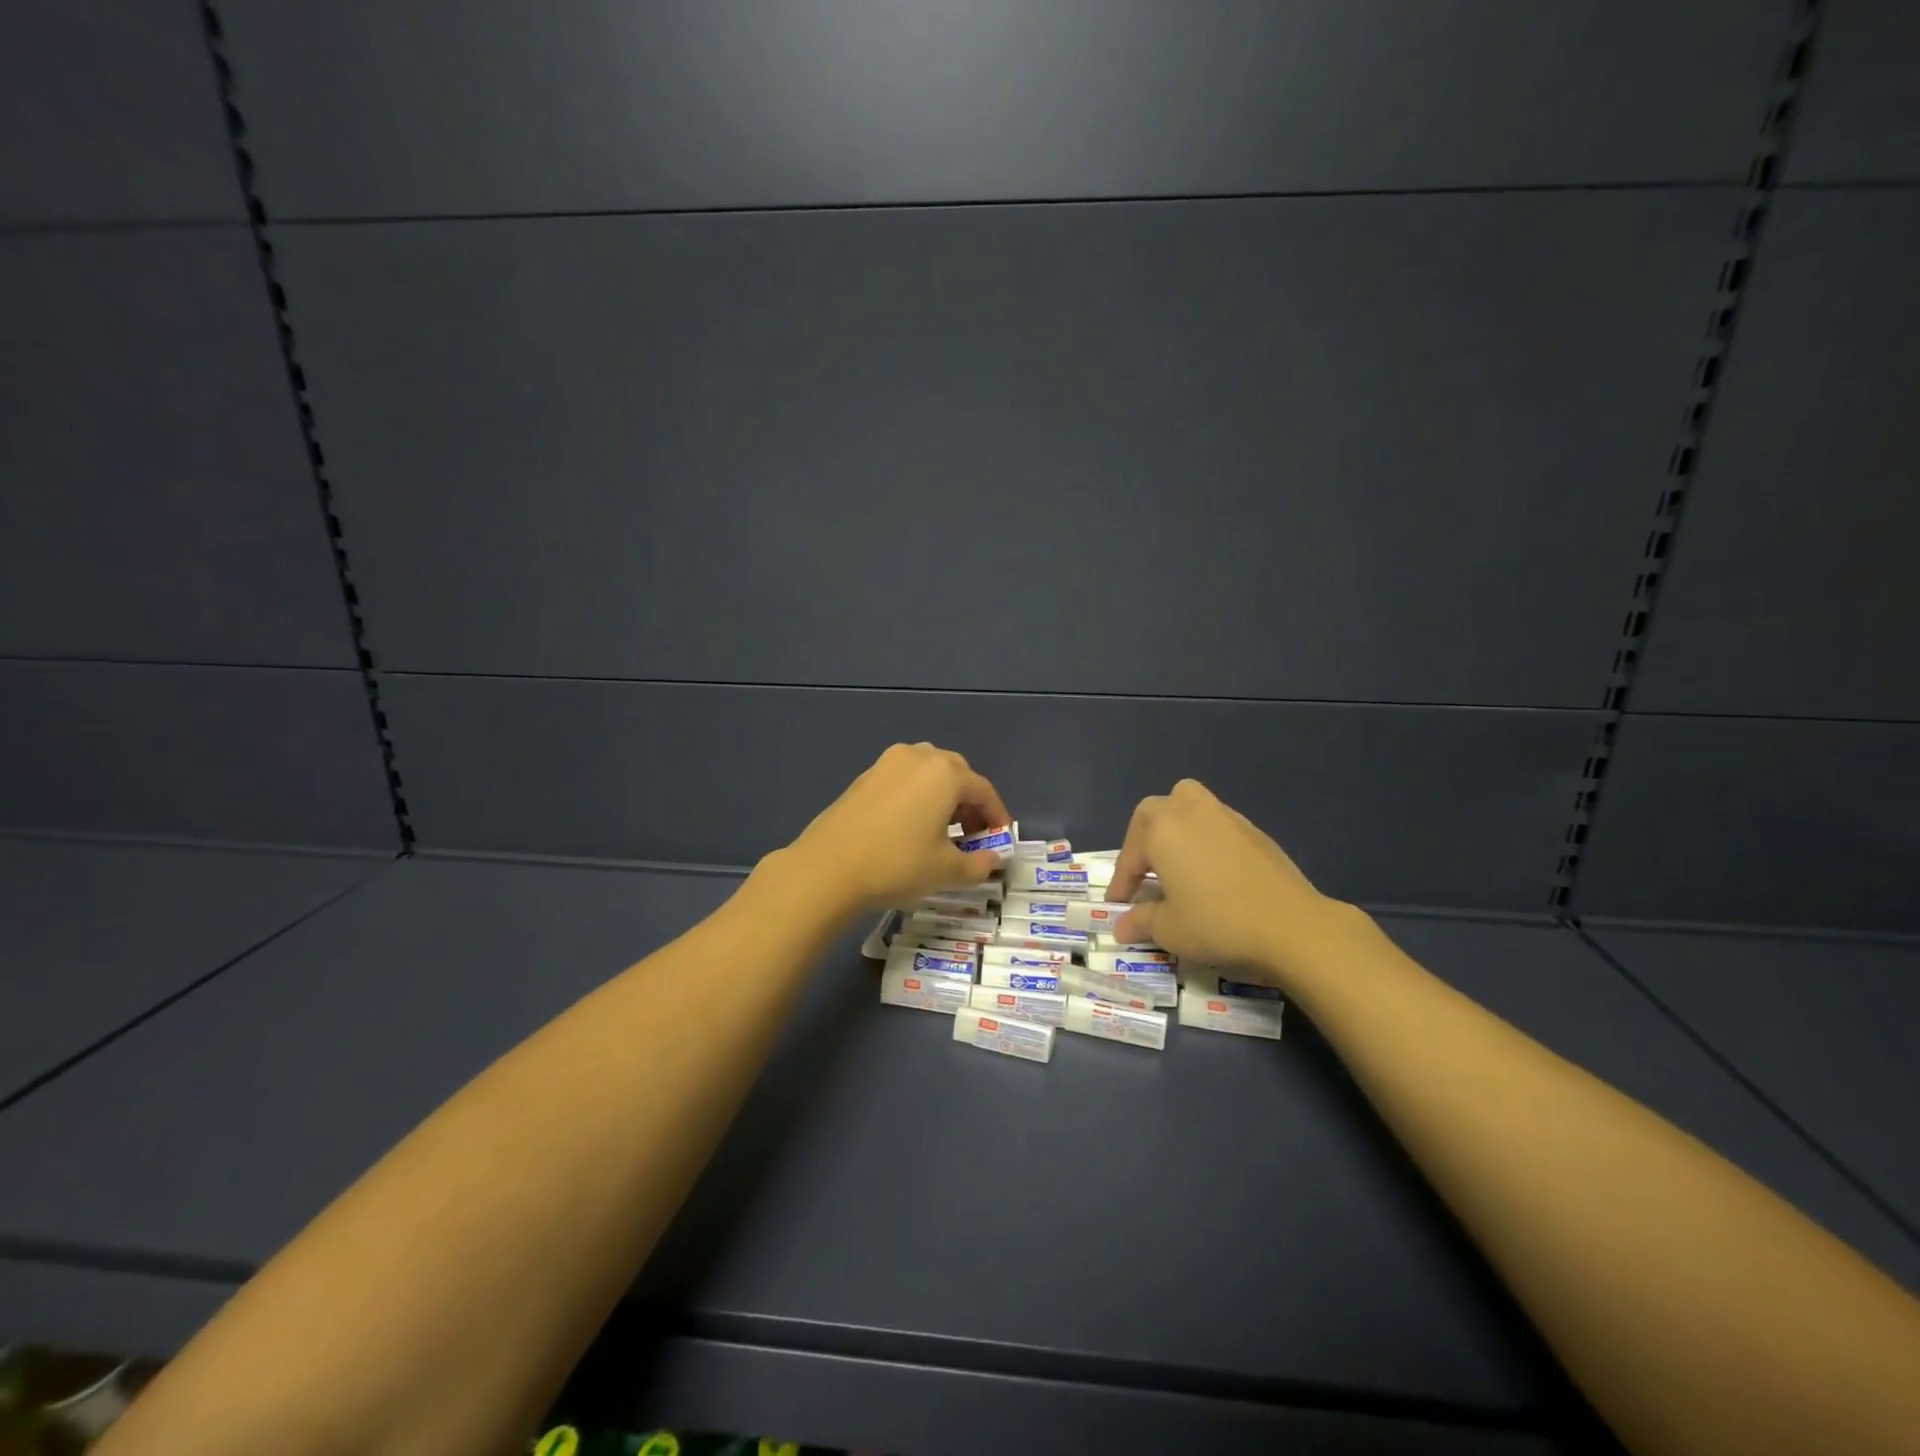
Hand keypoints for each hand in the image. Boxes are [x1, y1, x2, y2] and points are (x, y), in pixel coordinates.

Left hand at [778, 742, 1012, 918]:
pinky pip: (903, 780)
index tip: (1001, 840)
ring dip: (943, 796)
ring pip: (928, 772)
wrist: (827, 869)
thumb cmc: (897, 865)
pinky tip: (911, 827)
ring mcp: (887, 763)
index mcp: (945, 773)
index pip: (984, 791)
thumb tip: (992, 860)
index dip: (997, 816)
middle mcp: (918, 757)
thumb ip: (978, 864)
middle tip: (972, 835)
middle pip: (957, 774)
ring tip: (942, 829)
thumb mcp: (946, 871)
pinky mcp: (864, 777)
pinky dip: (917, 797)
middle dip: (970, 803)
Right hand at [1108, 779, 1358, 986]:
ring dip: (1176, 829)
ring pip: (1189, 806)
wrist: (1293, 926)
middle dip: (1143, 840)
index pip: (1130, 855)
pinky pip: (1217, 825)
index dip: (1121, 882)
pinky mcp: (1255, 831)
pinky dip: (1206, 840)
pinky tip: (1213, 872)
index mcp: (1162, 829)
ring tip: (1177, 862)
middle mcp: (1190, 812)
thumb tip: (1123, 925)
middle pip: (1155, 811)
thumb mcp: (1169, 929)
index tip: (1118, 906)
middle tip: (1144, 872)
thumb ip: (1141, 921)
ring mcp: (1226, 817)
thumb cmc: (1218, 923)